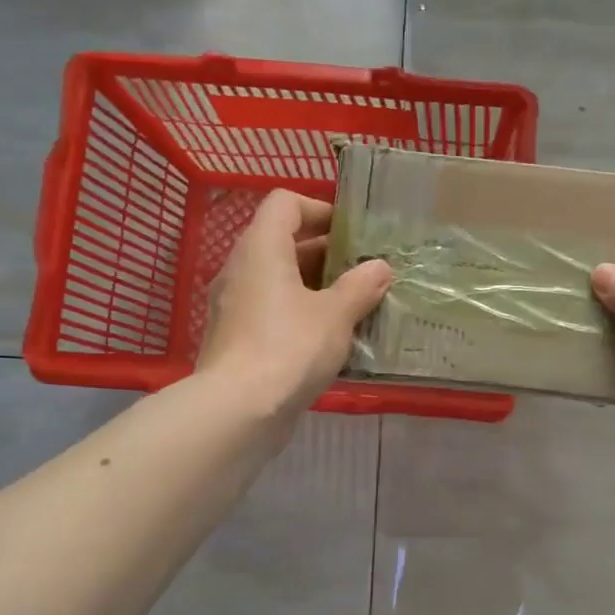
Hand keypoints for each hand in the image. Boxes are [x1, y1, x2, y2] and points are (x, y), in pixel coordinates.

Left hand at [196, 190, 392, 414]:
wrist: (237, 410)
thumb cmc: (289, 348)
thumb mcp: (336, 315)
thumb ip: (360, 286)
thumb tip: (380, 267)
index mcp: (262, 249)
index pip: (286, 203)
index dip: (320, 209)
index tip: (352, 234)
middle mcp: (242, 269)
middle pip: (283, 242)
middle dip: (326, 253)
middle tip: (365, 272)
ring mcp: (234, 305)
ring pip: (279, 280)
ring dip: (316, 287)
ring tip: (356, 306)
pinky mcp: (236, 338)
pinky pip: (272, 311)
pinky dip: (300, 314)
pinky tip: (331, 339)